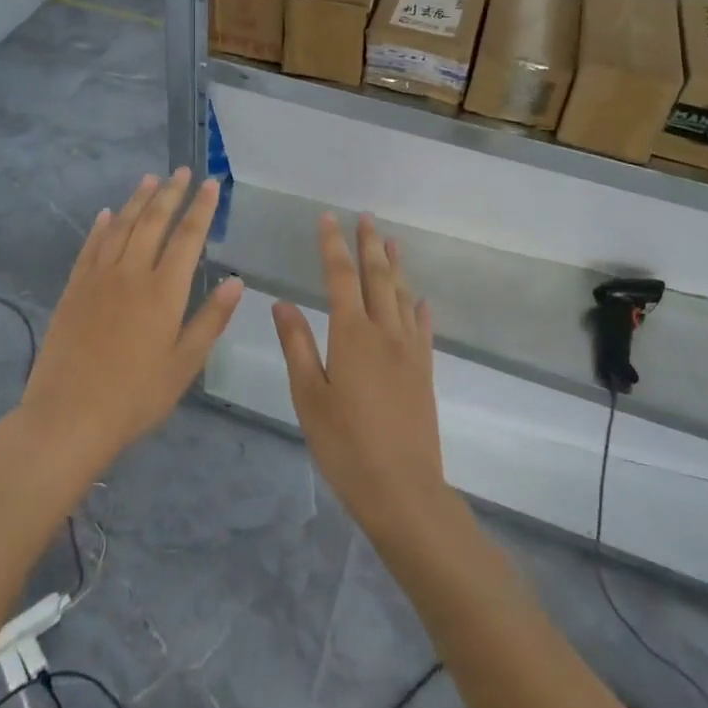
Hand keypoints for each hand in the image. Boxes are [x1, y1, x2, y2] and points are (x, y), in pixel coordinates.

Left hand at [17, 169, 242, 481]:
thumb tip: (237, 281)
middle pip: (153, 222)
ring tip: (151, 179)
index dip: (201, 208)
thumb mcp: (184, 364)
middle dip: (171, 193)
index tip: (211, 184)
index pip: (187, 237)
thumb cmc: (135, 397)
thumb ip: (210, 319)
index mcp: (163, 291)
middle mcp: (131, 273)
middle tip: (182, 171)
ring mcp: (98, 278)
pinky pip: (90, 246)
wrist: (68, 416)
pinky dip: (101, 226)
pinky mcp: (74, 288)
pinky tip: (107, 213)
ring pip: (121, 226)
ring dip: (137, 200)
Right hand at [273, 214, 448, 540]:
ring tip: (392, 241)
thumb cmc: (345, 445)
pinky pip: (423, 328)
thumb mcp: (308, 396)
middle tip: (365, 217)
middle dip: (369, 245)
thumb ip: (296, 345)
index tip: (327, 218)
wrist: (403, 490)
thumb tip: (282, 302)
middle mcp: (384, 332)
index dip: (333, 245)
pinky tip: (420, 300)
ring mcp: (409, 351)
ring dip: (396, 266)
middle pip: (377, 277)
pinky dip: (419, 308)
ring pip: (402, 296)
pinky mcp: (425, 371)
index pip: (340, 276)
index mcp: (351, 334)